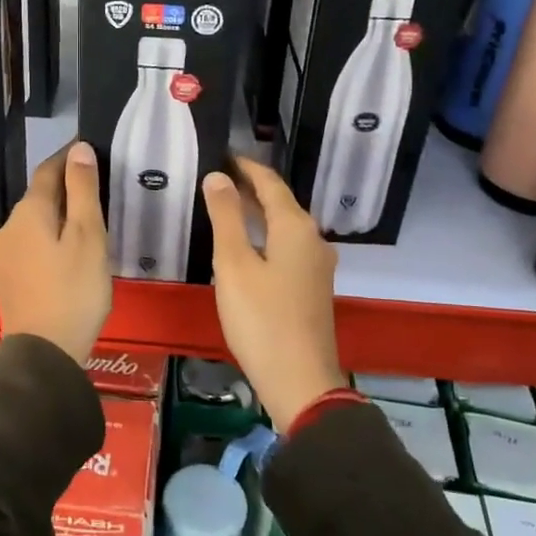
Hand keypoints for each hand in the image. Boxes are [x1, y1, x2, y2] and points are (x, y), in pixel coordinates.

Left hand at [0, 141, 112, 364]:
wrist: (43, 352)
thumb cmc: (73, 290)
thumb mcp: (88, 236)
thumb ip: (82, 191)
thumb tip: (77, 148)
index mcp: (29, 212)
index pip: (48, 170)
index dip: (68, 157)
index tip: (90, 149)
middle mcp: (9, 228)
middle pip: (39, 196)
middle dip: (64, 187)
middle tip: (97, 187)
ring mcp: (6, 255)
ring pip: (34, 222)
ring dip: (57, 215)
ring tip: (86, 221)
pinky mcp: (9, 279)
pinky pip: (31, 245)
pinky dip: (49, 238)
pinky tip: (67, 253)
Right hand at [202, 156, 345, 429]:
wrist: (300, 380)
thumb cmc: (261, 319)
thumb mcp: (234, 264)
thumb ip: (226, 217)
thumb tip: (218, 177)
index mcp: (295, 228)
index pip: (270, 184)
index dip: (247, 168)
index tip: (224, 155)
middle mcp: (313, 241)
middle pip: (281, 204)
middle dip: (251, 189)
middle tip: (219, 178)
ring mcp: (316, 267)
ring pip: (285, 227)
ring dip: (258, 214)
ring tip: (228, 207)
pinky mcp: (312, 289)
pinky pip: (287, 248)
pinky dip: (266, 237)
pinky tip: (247, 248)